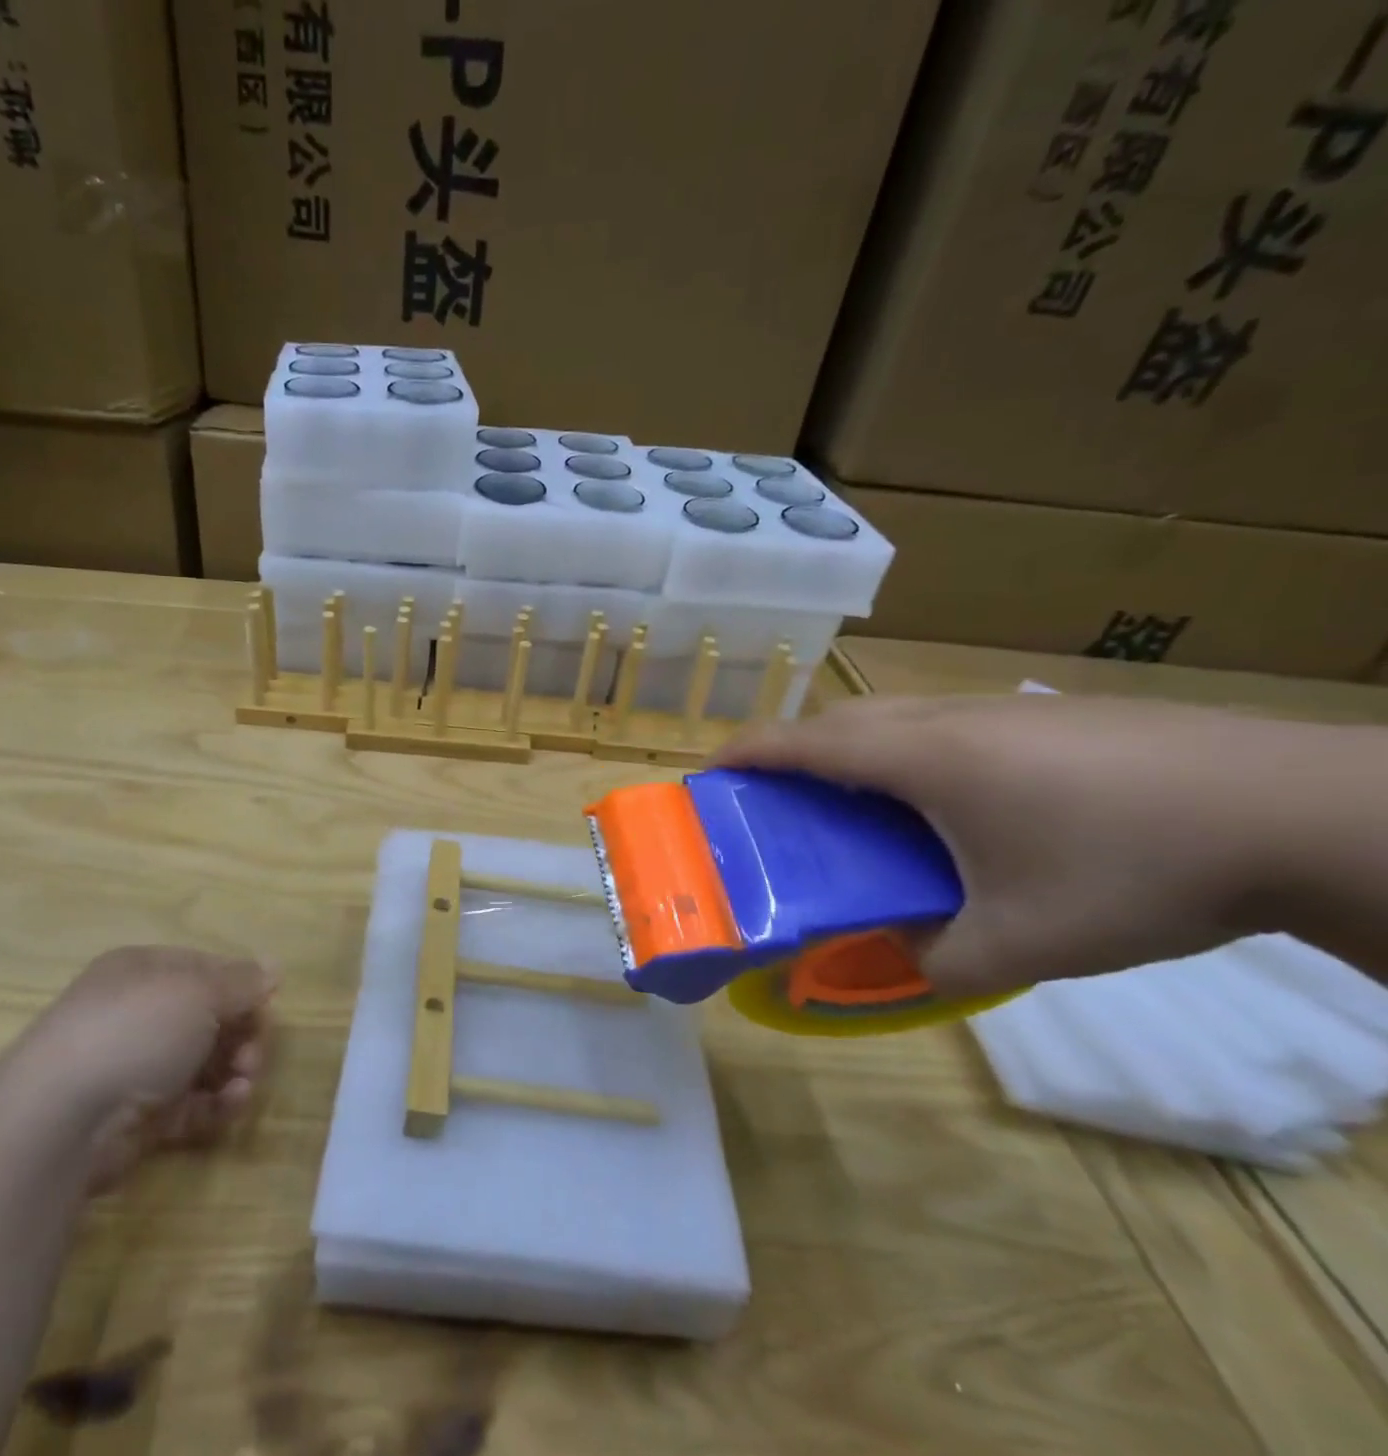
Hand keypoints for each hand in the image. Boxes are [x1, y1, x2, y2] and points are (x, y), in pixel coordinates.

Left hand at [2, 946, 274, 1191]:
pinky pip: (192, 1105)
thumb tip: (274, 967)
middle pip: (211, 1018)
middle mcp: (140, 1014)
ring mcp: (138, 1067)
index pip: (208, 971)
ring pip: (205, 1063)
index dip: (242, 988)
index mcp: (146, 971)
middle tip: (254, 1056)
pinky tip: (230, 1106)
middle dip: (243, 1035)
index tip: (266, 1009)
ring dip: (235, 1071)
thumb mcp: (199, 992)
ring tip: (243, 1085)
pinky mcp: (140, 1117)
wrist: (62, 1118)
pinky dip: (216, 1105)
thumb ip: (242, 982)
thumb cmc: (136, 1030)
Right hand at [713, 695, 1314, 997]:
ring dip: (851, 747)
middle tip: (775, 796)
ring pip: (894, 716)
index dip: (748, 753)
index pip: (805, 743)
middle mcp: (947, 721)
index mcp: (922, 760)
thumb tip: (894, 966)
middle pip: (840, 721)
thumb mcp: (1024, 941)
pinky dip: (908, 750)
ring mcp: (1002, 710)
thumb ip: (938, 962)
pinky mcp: (1050, 715)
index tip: (710, 772)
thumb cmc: (1131, 870)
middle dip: (791, 750)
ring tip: (853, 799)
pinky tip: (951, 798)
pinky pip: (944, 723)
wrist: (1300, 812)